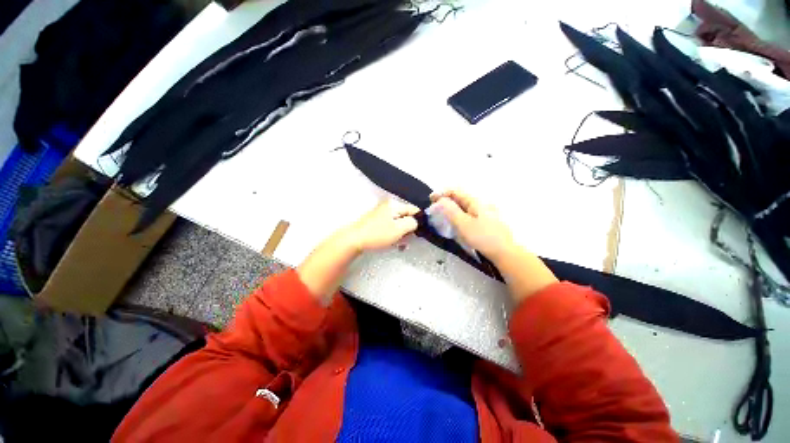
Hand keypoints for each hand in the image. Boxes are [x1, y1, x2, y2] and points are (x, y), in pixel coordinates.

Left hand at [345, 199, 419, 251]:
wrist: (354, 240)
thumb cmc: (378, 234)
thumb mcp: (399, 229)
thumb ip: (412, 223)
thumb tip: (417, 221)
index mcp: (394, 204)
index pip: (414, 209)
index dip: (419, 221)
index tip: (418, 233)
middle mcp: (388, 206)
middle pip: (406, 216)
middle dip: (408, 229)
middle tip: (407, 241)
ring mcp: (381, 213)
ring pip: (398, 223)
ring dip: (401, 234)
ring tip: (399, 244)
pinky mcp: (376, 221)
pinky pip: (390, 226)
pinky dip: (393, 234)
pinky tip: (392, 243)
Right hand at [430, 189, 514, 259]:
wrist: (504, 252)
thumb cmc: (483, 237)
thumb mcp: (463, 224)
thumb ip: (451, 211)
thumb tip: (440, 200)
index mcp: (475, 201)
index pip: (455, 191)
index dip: (441, 193)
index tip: (430, 200)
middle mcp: (480, 204)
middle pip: (459, 198)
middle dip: (445, 201)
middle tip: (434, 209)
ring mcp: (484, 213)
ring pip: (463, 206)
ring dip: (450, 208)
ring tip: (441, 216)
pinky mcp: (485, 222)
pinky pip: (467, 214)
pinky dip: (458, 215)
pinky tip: (455, 223)